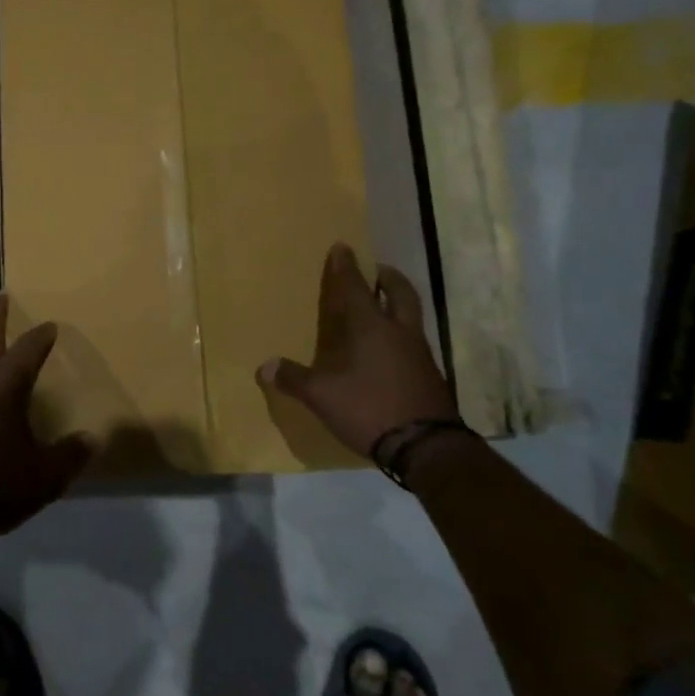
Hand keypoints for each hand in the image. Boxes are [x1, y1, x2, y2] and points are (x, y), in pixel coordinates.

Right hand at [259, 244, 456, 458]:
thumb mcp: (322, 395)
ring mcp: (419, 354)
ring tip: (382, 307)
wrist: (426, 448)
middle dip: (388, 278)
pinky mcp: (430, 376)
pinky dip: (400, 334)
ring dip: (397, 304)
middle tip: (378, 270)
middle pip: (399, 293)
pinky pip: (414, 341)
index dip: (346, 267)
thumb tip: (265, 367)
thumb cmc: (369, 408)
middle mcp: (398, 333)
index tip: (343, 247)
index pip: (356, 288)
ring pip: (410, 317)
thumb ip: (294, 378)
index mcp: (370, 328)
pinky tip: (388, 349)